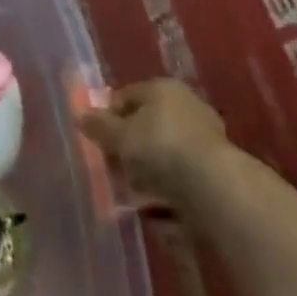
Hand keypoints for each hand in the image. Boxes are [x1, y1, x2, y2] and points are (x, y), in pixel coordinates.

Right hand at [77, 78, 229, 201]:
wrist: (214, 187)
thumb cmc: (159, 147)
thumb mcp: (118, 135)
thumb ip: (98, 125)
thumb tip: (80, 114)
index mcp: (162, 88)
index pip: (125, 97)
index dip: (107, 118)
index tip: (96, 142)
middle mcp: (186, 106)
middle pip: (145, 126)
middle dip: (127, 148)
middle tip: (112, 169)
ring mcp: (204, 138)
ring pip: (162, 153)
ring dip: (145, 171)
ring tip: (131, 194)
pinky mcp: (216, 169)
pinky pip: (180, 175)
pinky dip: (166, 188)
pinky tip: (155, 207)